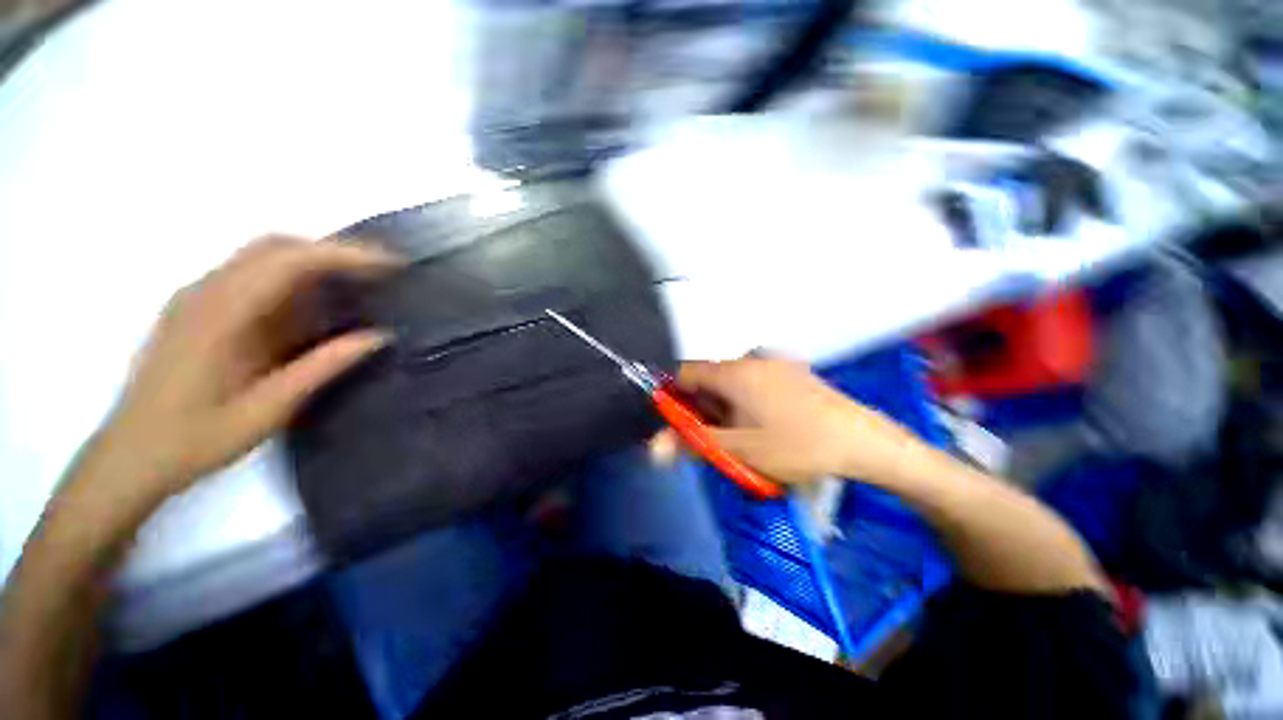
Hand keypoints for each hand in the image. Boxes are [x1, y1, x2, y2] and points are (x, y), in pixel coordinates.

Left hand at [96, 236, 398, 502]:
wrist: (130, 456)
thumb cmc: (195, 439)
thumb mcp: (267, 409)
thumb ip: (321, 367)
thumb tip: (378, 337)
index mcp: (220, 314)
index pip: (288, 261)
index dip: (344, 255)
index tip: (390, 264)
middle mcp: (205, 292)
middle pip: (275, 246)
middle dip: (333, 251)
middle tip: (381, 271)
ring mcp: (197, 298)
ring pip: (262, 257)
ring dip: (313, 262)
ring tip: (358, 284)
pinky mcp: (197, 309)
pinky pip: (250, 276)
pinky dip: (290, 278)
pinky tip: (313, 304)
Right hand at [656, 356, 923, 483]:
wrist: (862, 442)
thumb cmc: (795, 445)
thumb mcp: (738, 450)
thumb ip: (692, 444)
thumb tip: (654, 448)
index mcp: (733, 371)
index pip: (684, 373)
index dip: (674, 397)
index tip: (681, 423)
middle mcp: (750, 358)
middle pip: (709, 379)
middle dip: (703, 408)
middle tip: (716, 439)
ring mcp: (774, 363)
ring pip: (731, 383)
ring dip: (725, 408)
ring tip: (743, 437)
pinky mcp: (791, 371)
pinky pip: (753, 382)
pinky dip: (746, 402)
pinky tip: (765, 426)